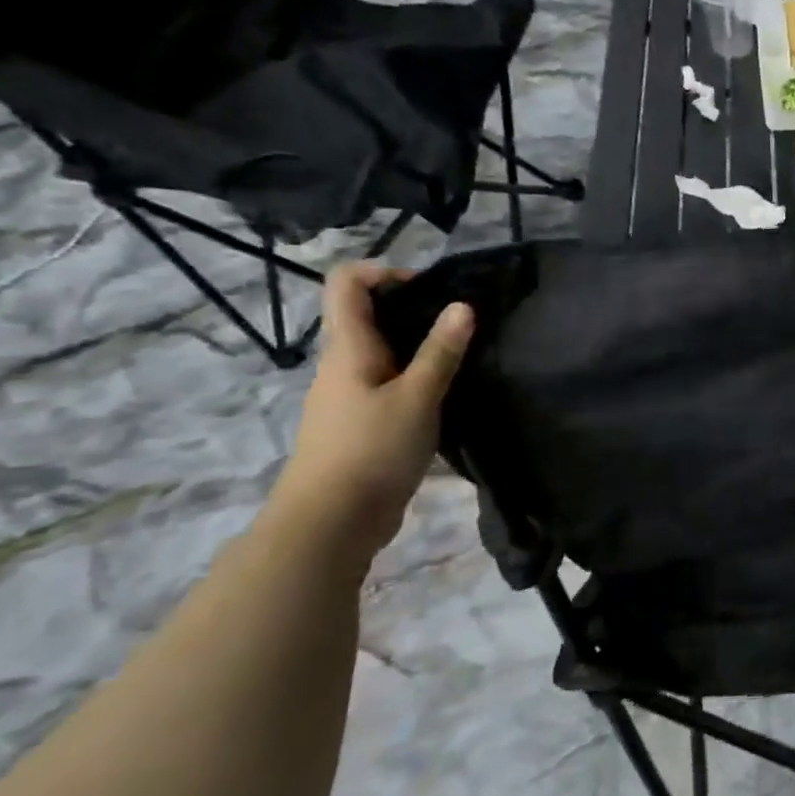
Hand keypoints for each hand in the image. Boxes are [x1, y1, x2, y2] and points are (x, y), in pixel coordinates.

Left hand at [272, 262, 473, 560]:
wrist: (330, 523)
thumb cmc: (371, 450)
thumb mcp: (417, 397)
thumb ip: (441, 352)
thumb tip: (462, 305)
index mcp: (348, 348)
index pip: (346, 283)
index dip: (383, 271)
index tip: (429, 289)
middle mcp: (343, 365)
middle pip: (368, 316)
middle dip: (415, 310)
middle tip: (461, 325)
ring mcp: (349, 397)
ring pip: (383, 354)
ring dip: (420, 348)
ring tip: (463, 360)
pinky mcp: (362, 424)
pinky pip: (389, 384)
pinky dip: (417, 380)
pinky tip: (447, 397)